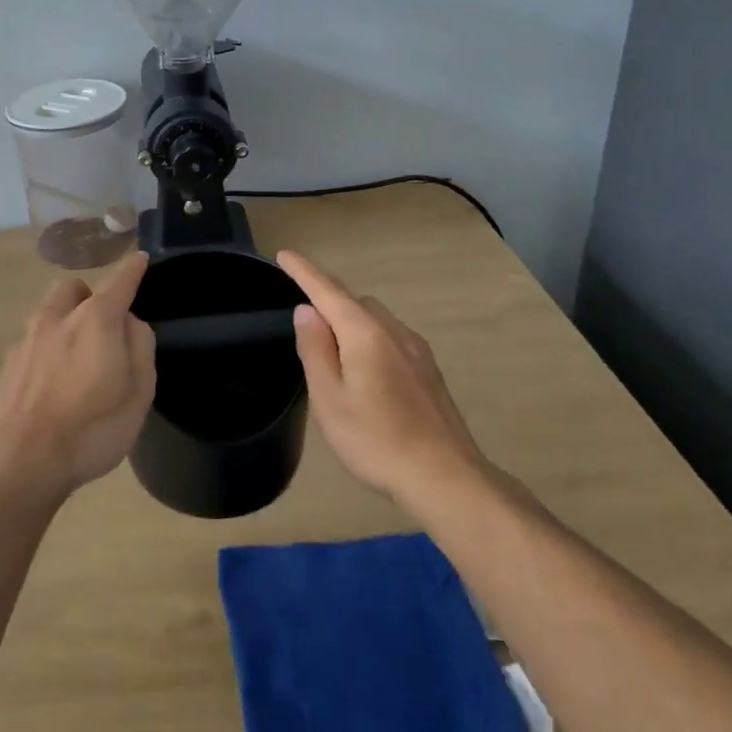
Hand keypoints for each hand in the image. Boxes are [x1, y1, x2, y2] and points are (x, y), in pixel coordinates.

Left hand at [0, 251, 155, 502]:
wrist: (21, 461)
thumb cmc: (92, 427)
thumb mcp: (139, 391)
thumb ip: (140, 346)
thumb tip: (130, 322)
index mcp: (96, 319)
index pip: (119, 281)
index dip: (132, 269)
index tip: (140, 259)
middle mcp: (57, 318)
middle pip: (73, 290)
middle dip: (89, 296)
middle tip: (104, 324)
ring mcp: (27, 341)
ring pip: (48, 313)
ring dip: (65, 320)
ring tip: (76, 355)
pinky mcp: (8, 366)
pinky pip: (33, 342)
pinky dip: (47, 349)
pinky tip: (52, 381)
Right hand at [277, 250, 488, 500]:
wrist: (446, 477)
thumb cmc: (377, 440)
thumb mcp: (330, 399)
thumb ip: (315, 349)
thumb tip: (306, 311)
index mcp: (365, 334)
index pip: (328, 291)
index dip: (304, 271)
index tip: (284, 254)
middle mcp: (394, 332)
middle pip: (355, 302)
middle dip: (328, 302)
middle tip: (305, 328)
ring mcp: (417, 350)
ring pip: (376, 320)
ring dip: (351, 323)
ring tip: (334, 357)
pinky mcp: (429, 371)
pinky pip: (391, 339)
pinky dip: (370, 340)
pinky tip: (367, 374)